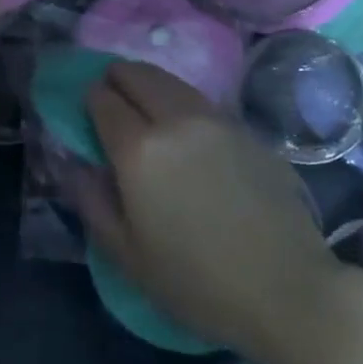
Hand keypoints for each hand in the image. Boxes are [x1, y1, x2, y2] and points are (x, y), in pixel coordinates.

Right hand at [71, 62, 337, 360]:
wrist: (287, 289)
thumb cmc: (197, 282)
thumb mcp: (127, 255)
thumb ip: (92, 201)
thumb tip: (76, 164)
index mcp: (139, 149)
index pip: (102, 98)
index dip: (89, 100)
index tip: (88, 115)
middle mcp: (175, 119)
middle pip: (137, 74)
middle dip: (117, 79)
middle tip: (113, 102)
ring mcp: (216, 118)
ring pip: (170, 80)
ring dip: (149, 85)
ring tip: (146, 112)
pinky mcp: (246, 128)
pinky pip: (200, 100)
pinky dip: (181, 103)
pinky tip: (186, 133)